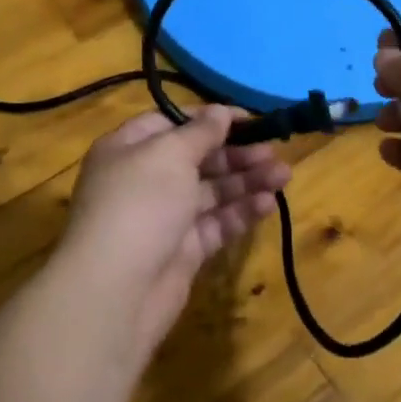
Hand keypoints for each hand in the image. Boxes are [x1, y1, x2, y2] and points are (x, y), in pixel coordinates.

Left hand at [58, 106, 289, 351]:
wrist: (116, 290)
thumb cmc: (139, 203)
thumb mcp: (169, 154)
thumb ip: (200, 132)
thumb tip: (220, 111)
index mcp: (129, 148)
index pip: (172, 123)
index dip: (209, 119)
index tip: (248, 118)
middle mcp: (144, 179)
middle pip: (197, 158)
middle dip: (236, 153)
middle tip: (273, 152)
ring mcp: (164, 217)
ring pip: (211, 192)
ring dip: (246, 181)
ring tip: (284, 175)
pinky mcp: (183, 251)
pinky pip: (216, 224)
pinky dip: (241, 212)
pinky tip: (268, 204)